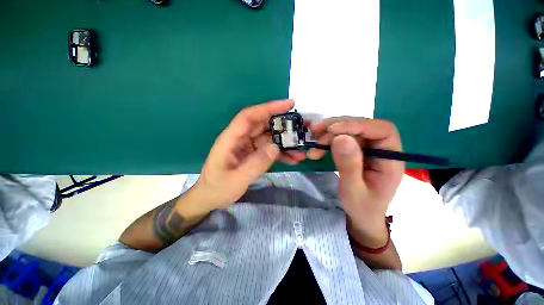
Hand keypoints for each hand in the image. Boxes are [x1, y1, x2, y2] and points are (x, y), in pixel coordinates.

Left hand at [193, 100, 305, 208]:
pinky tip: (293, 160)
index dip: (268, 108)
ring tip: (300, 151)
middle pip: (263, 125)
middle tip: (302, 128)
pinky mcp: (254, 155)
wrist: (211, 198)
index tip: (288, 104)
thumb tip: (275, 147)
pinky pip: (270, 151)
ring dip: (285, 143)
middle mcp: (241, 139)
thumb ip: (255, 164)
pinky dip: (281, 154)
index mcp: (231, 138)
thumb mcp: (236, 179)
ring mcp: (248, 147)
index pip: (250, 116)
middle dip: (283, 125)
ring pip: (269, 139)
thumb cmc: (218, 188)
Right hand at [308, 117, 403, 245]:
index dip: (358, 125)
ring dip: (330, 134)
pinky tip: (317, 148)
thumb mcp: (353, 191)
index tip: (332, 130)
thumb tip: (340, 138)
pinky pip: (343, 139)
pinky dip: (328, 141)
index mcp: (391, 160)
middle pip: (363, 127)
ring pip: (350, 131)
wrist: (362, 216)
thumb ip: (349, 166)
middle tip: (316, 132)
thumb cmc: (362, 208)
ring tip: (314, 143)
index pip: (382, 131)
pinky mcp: (358, 151)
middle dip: (338, 127)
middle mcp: (382, 150)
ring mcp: (369, 149)